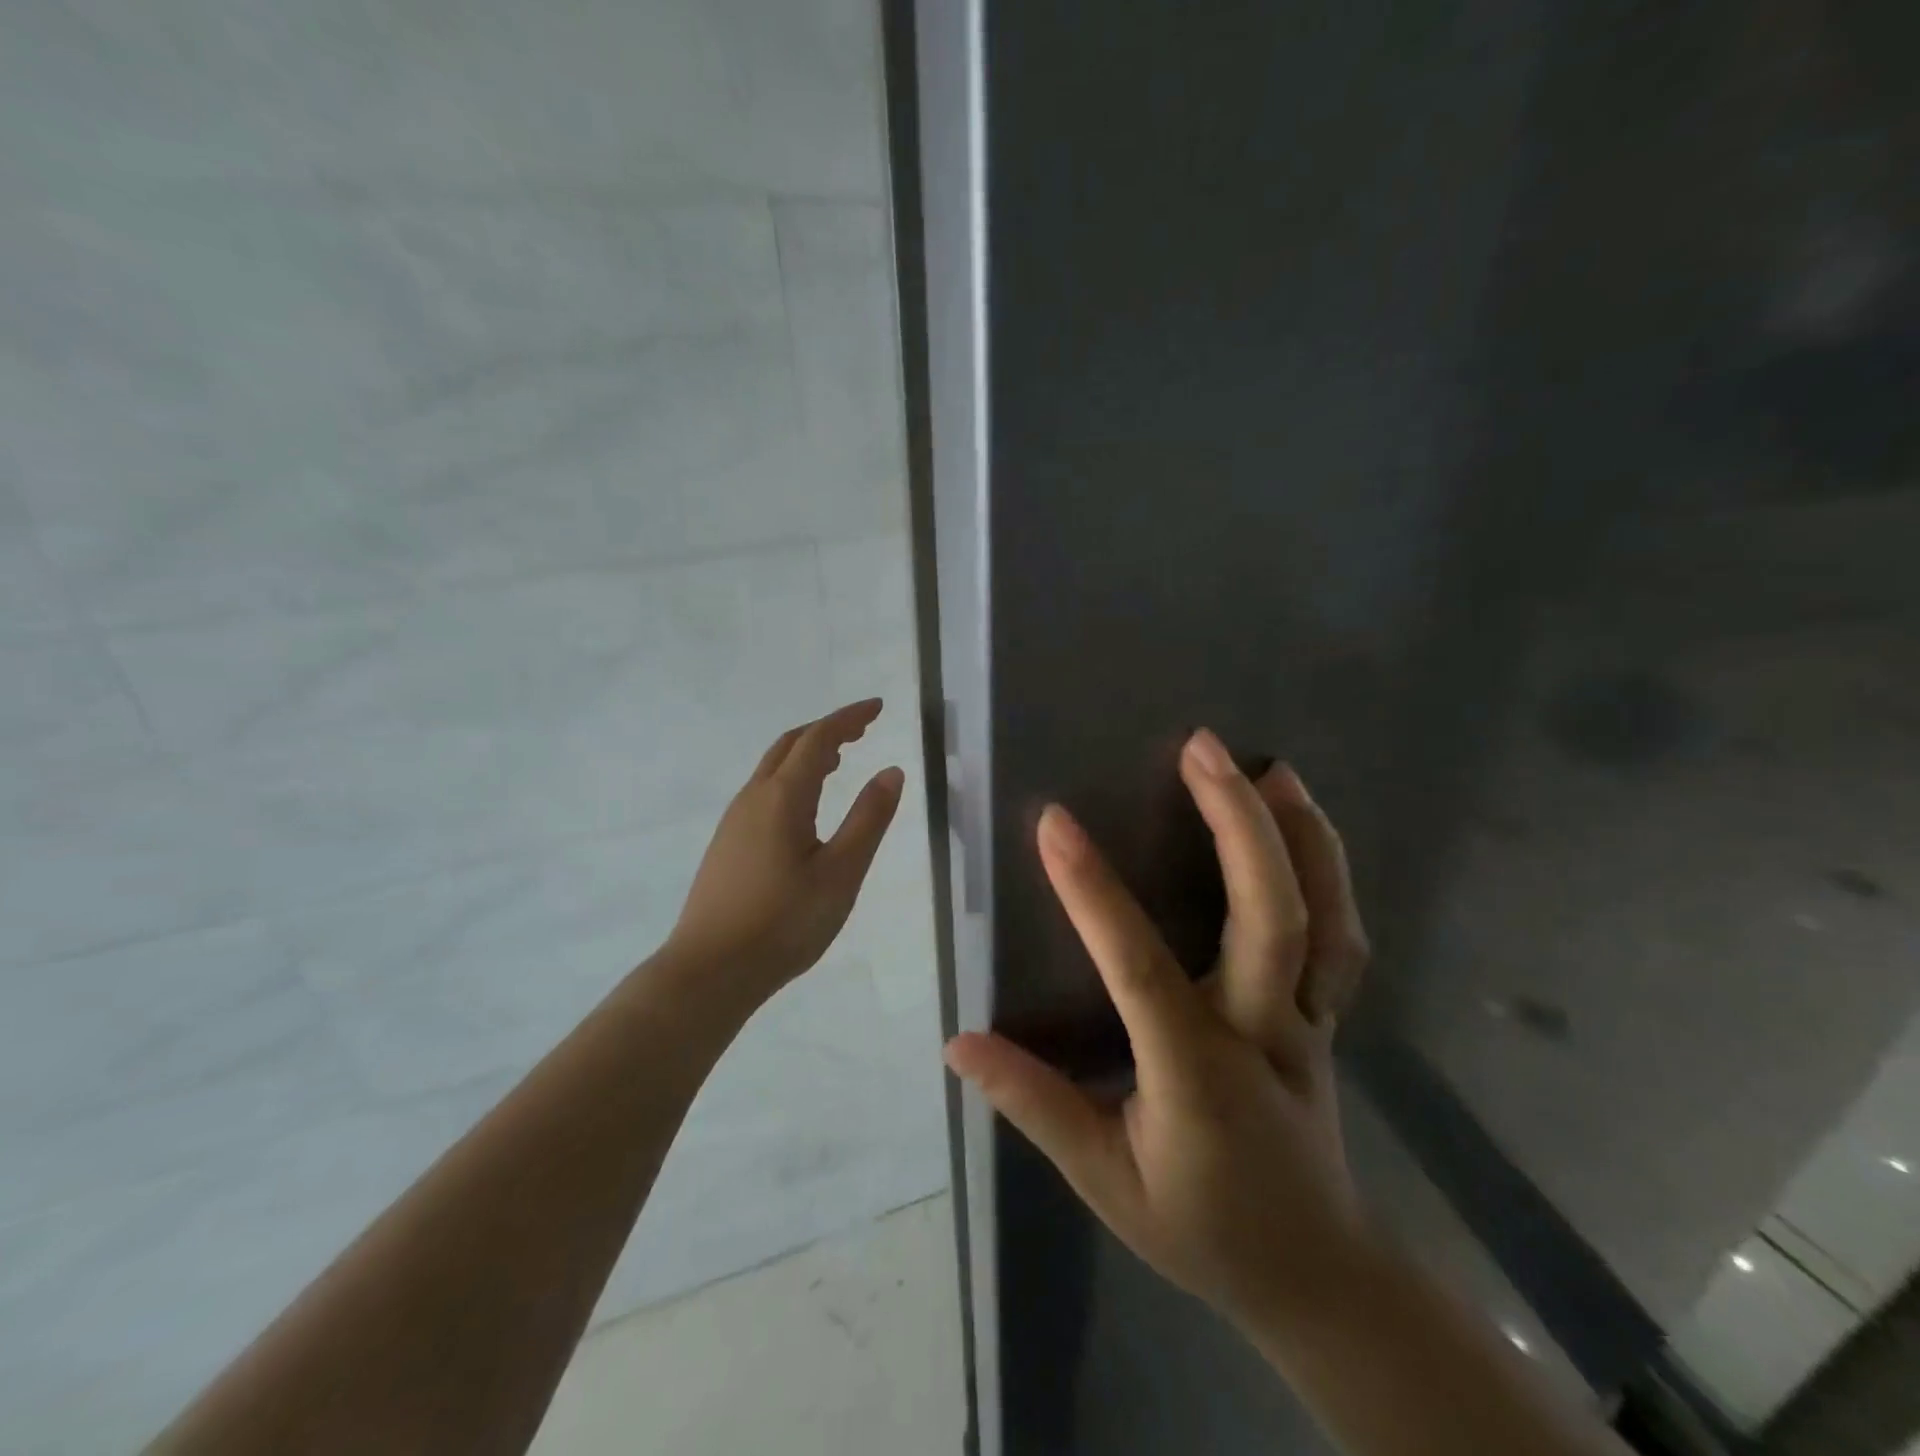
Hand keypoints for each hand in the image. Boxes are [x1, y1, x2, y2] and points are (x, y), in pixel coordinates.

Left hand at [667, 699, 904, 996]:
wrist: (709, 970)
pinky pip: (764, 791)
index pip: (819, 738)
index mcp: (783, 797)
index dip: (849, 718)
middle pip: (790, 744)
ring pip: (773, 768)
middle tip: (863, 729)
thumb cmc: (783, 922)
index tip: (878, 707)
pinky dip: (792, 778)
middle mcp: (753, 797)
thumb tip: (891, 771)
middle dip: (828, 729)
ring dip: (808, 753)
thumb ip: (869, 819)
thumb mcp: (841, 872)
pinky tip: (805, 806)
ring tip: (840, 760)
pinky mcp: (727, 843)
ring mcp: (734, 820)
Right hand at [945, 728, 1373, 1333]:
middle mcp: (1263, 1034)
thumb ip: (1035, 1105)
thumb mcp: (1104, 1180)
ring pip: (1326, 921)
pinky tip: (1306, 830)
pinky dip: (1331, 875)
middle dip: (1238, 826)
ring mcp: (1309, 1023)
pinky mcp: (1326, 1019)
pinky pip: (1341, 940)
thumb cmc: (1199, 1228)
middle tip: (1202, 750)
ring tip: (1273, 769)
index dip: (1093, 892)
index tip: (1053, 823)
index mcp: (1196, 1076)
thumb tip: (959, 1042)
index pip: (1140, 968)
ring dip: (1303, 837)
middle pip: (1270, 919)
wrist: (1315, 1277)